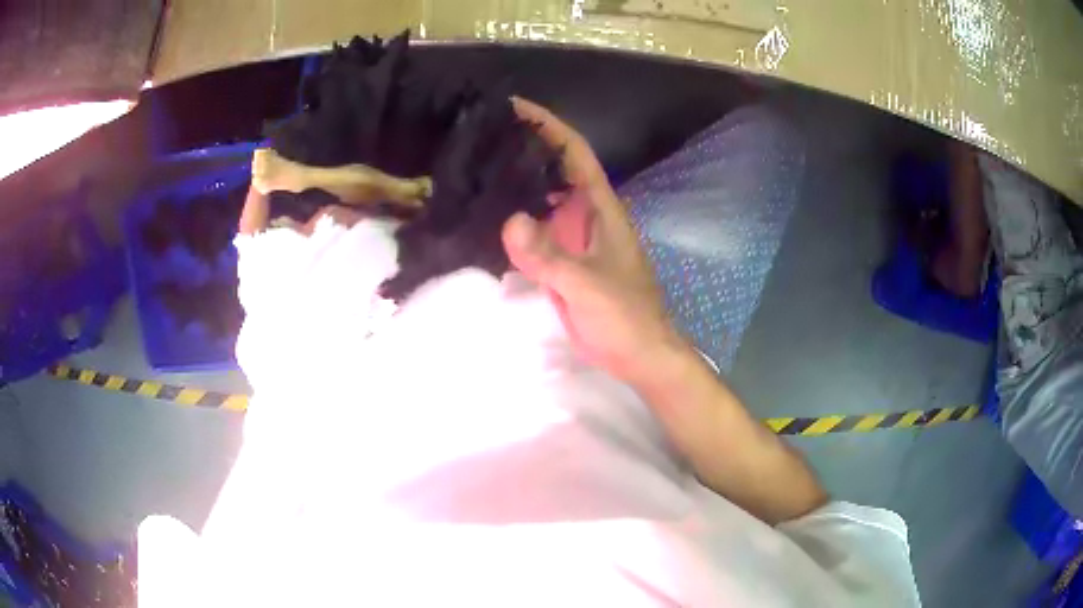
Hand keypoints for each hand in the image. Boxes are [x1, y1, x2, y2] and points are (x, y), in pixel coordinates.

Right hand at [503, 98, 687, 383]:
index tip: (513, 106)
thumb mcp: (588, 284)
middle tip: (478, 135)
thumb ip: (550, 256)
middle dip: (522, 148)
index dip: (548, 126)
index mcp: (600, 207)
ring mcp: (572, 237)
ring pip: (540, 198)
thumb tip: (510, 221)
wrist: (637, 354)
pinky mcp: (561, 260)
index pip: (573, 152)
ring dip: (514, 182)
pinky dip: (512, 219)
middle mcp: (585, 214)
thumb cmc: (624, 316)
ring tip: (473, 166)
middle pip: (552, 168)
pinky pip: (533, 230)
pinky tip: (484, 215)